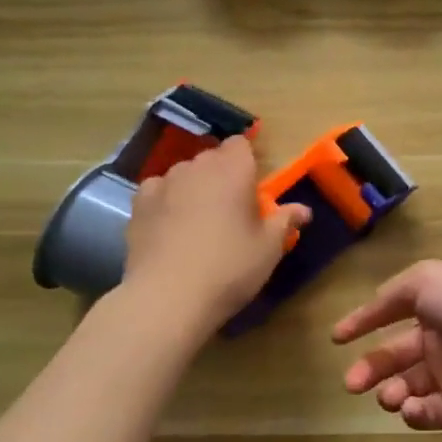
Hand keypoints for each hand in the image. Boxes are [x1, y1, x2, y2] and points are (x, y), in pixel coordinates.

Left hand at [122, 136, 310, 333]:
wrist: (168, 297)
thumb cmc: (230, 267)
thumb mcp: (269, 248)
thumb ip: (285, 221)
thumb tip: (304, 210)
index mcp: (233, 169)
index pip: (240, 144)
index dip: (246, 160)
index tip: (252, 186)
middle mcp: (197, 166)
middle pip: (212, 158)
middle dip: (222, 174)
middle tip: (231, 209)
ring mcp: (163, 183)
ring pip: (183, 174)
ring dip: (193, 187)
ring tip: (198, 220)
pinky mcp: (138, 205)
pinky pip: (157, 191)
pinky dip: (165, 201)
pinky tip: (169, 225)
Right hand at [333, 260, 441, 429]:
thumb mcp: (426, 280)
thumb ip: (392, 295)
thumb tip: (370, 309)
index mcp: (438, 301)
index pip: (394, 309)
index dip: (365, 320)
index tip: (337, 338)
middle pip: (397, 354)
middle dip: (370, 368)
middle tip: (351, 383)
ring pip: (410, 385)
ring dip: (391, 391)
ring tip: (387, 396)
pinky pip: (430, 412)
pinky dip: (415, 413)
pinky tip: (410, 408)